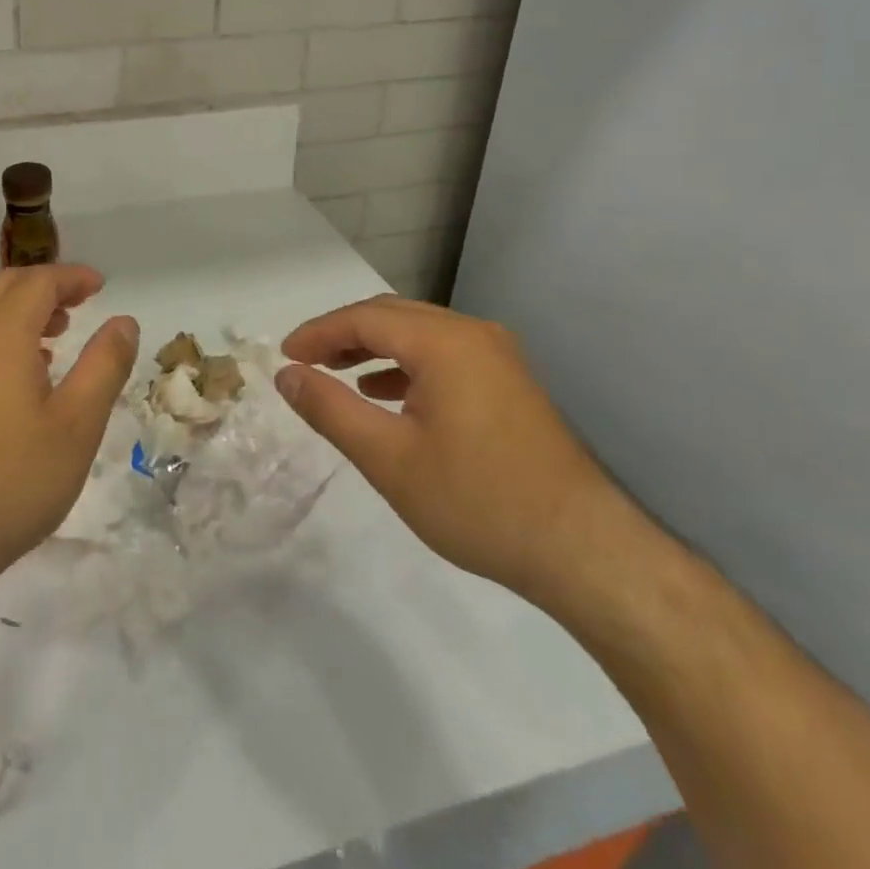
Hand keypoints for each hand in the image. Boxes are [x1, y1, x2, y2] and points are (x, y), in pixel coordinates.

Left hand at [0, 264, 138, 596]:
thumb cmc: (14, 480)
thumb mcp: (78, 424)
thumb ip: (105, 365)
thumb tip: (124, 322)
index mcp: (1, 333)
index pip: (39, 281)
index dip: (73, 277)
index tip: (101, 286)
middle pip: (8, 287)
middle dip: (48, 285)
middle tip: (83, 301)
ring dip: (24, 308)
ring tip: (60, 332)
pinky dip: (3, 331)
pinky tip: (25, 369)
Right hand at [277, 295, 615, 601]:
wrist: (584, 551)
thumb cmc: (477, 500)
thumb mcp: (387, 458)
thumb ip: (330, 409)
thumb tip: (287, 375)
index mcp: (444, 342)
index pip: (364, 318)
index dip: (318, 333)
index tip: (284, 357)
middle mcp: (473, 334)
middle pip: (392, 317)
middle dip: (343, 335)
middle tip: (305, 363)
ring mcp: (498, 357)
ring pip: (419, 335)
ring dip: (374, 349)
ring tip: (338, 376)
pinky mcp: (509, 384)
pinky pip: (444, 357)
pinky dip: (407, 367)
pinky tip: (388, 396)